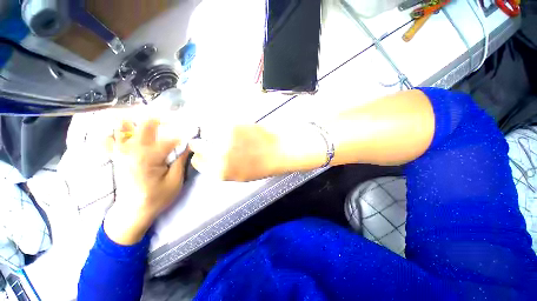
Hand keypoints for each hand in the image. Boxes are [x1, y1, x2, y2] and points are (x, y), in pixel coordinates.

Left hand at [104, 119, 188, 244]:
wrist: (133, 211)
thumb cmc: (158, 197)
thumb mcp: (175, 180)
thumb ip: (181, 160)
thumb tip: (189, 144)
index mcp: (148, 157)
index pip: (171, 137)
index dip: (185, 132)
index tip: (193, 130)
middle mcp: (131, 149)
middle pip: (146, 122)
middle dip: (164, 117)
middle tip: (177, 119)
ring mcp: (121, 151)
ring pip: (124, 123)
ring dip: (141, 118)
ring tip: (156, 119)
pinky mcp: (116, 154)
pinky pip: (111, 135)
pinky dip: (120, 128)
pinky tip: (132, 129)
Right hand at [189, 124, 326, 181]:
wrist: (278, 151)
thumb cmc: (263, 166)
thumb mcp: (240, 175)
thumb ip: (222, 168)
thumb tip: (211, 159)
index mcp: (220, 172)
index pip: (198, 162)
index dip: (200, 156)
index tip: (204, 152)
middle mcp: (218, 156)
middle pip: (197, 146)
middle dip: (202, 143)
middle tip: (211, 140)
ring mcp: (224, 139)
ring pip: (207, 132)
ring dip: (214, 133)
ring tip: (228, 135)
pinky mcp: (232, 126)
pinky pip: (220, 123)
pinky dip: (224, 125)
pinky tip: (236, 129)